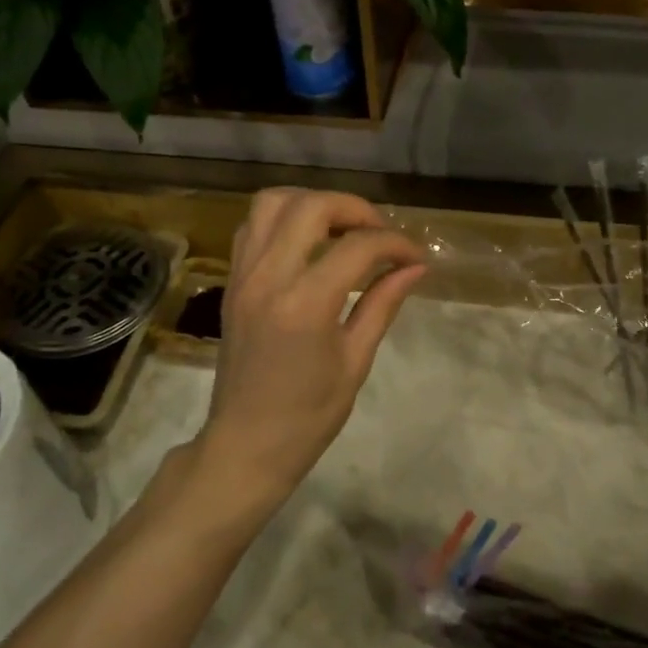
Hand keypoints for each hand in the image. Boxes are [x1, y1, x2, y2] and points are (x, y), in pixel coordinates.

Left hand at [195, 189, 426, 511]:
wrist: (246, 444)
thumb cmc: (308, 415)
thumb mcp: (355, 361)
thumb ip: (382, 304)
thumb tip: (416, 267)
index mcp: (305, 304)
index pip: (358, 247)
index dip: (395, 243)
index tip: (415, 255)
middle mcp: (269, 277)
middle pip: (311, 206)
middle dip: (354, 208)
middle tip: (379, 232)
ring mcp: (243, 275)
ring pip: (272, 203)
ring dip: (312, 203)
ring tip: (341, 228)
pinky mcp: (232, 281)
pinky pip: (252, 226)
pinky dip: (283, 219)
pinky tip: (307, 243)